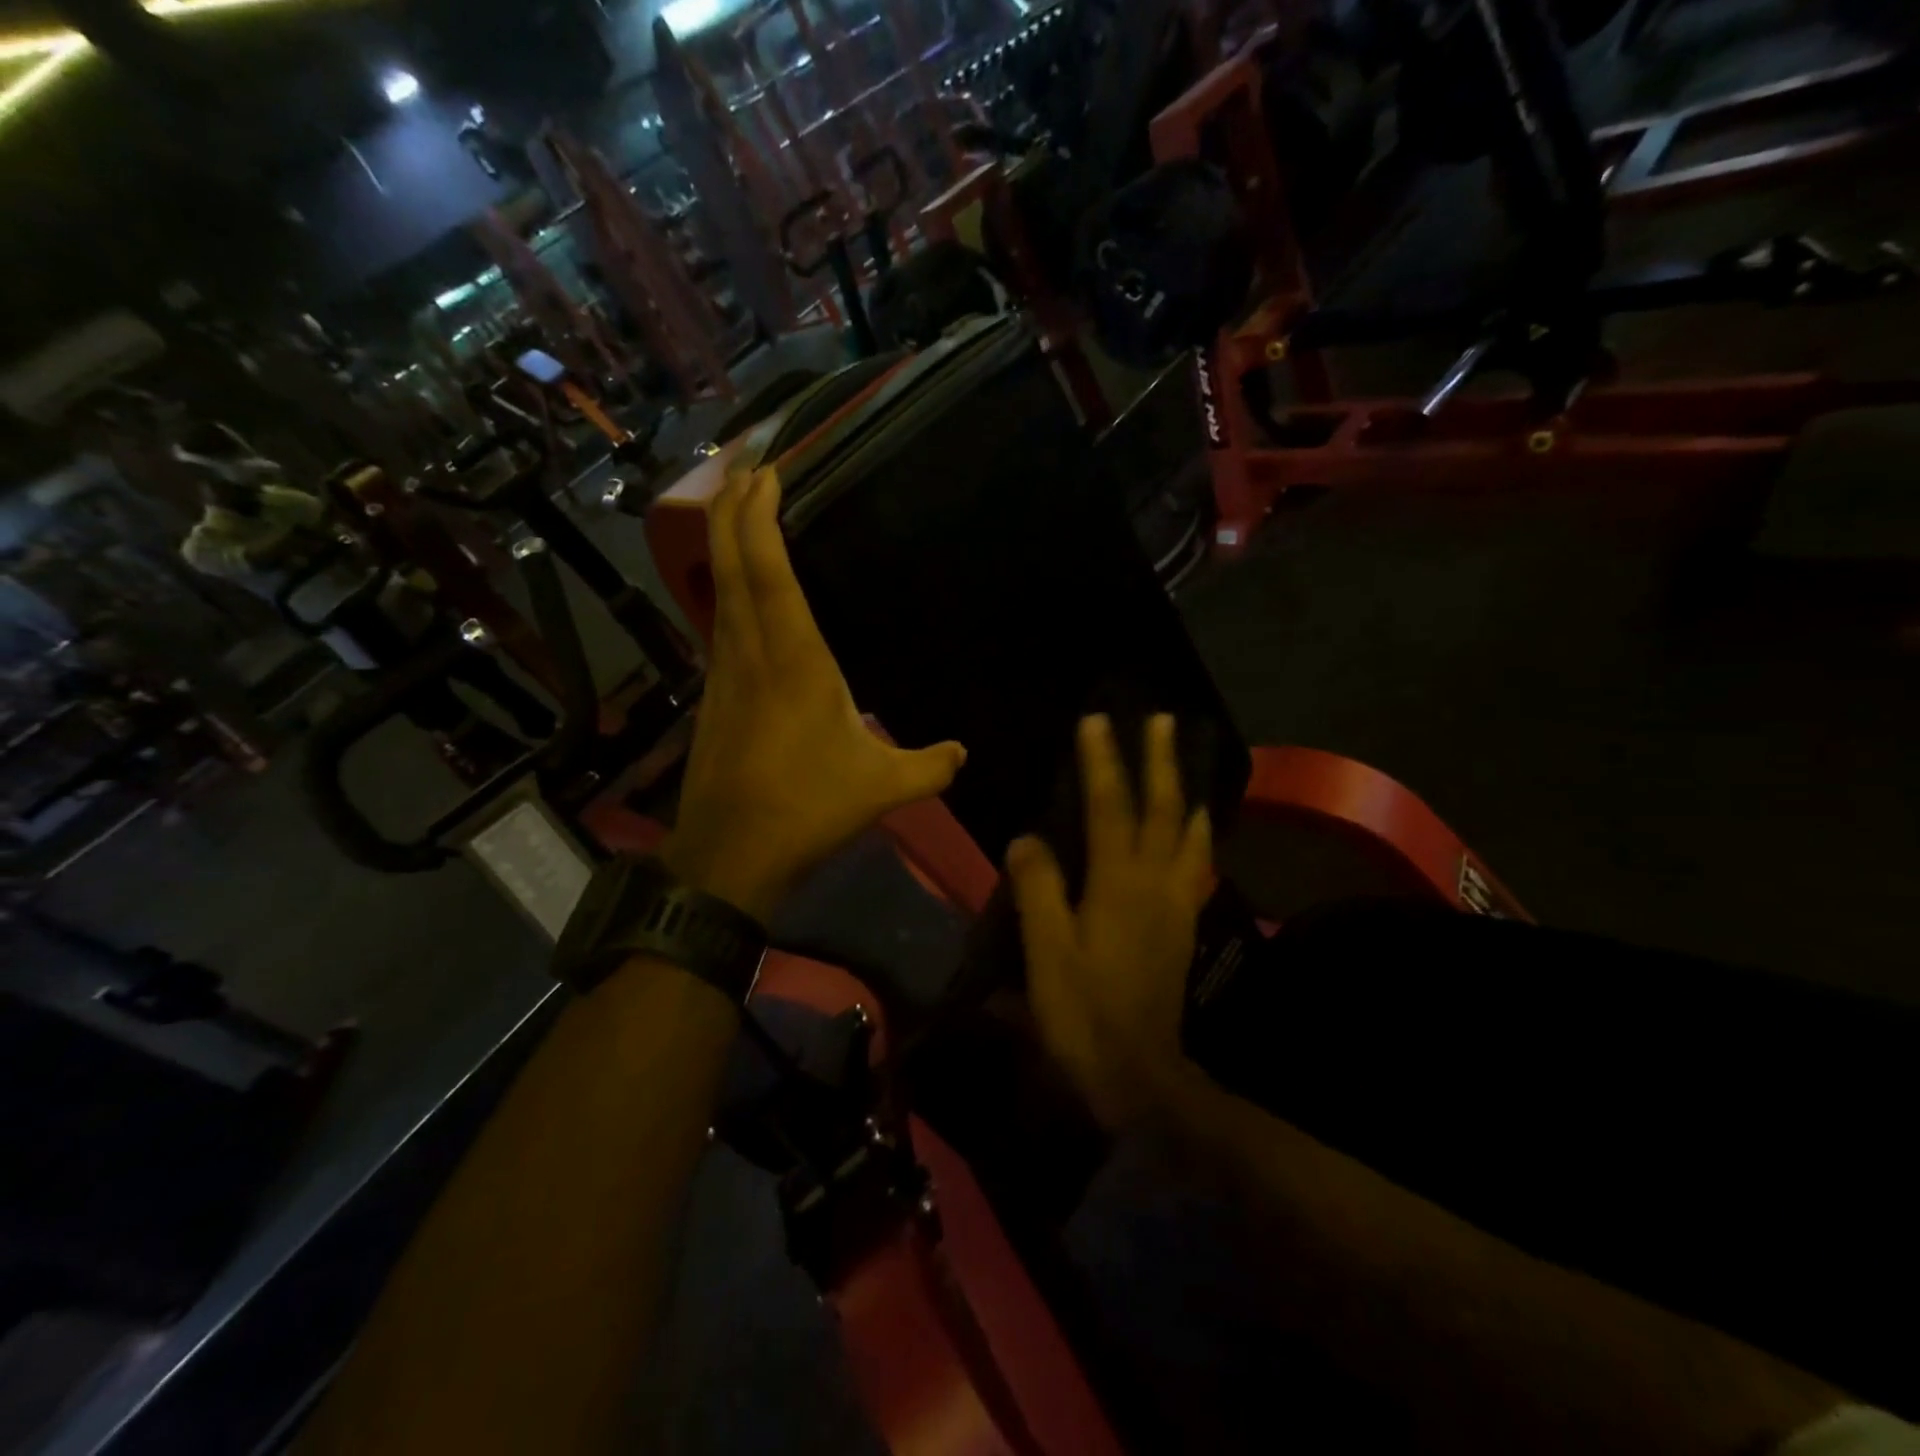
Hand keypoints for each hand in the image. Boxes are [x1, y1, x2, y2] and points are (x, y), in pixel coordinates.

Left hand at [663, 466, 967, 920]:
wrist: (729, 856)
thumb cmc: (807, 808)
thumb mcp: (882, 787)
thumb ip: (930, 765)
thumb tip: (964, 752)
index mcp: (793, 659)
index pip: (769, 570)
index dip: (761, 515)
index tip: (767, 471)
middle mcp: (750, 651)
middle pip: (731, 563)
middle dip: (734, 507)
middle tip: (747, 466)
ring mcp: (724, 672)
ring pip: (718, 590)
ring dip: (726, 543)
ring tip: (741, 511)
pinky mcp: (713, 696)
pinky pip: (718, 622)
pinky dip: (727, 587)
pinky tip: (739, 592)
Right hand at [1005, 713, 1211, 1128]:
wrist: (1138, 1073)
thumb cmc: (1082, 1011)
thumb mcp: (1047, 951)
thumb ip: (1039, 888)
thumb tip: (1027, 838)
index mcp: (1118, 884)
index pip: (1108, 808)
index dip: (1102, 762)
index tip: (1096, 721)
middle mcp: (1154, 883)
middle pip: (1163, 810)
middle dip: (1160, 762)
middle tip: (1161, 720)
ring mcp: (1174, 904)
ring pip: (1188, 835)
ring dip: (1186, 792)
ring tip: (1187, 763)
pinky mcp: (1181, 926)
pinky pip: (1194, 866)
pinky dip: (1197, 837)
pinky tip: (1195, 831)